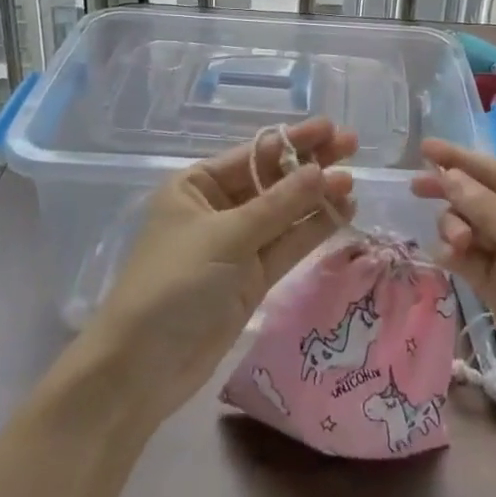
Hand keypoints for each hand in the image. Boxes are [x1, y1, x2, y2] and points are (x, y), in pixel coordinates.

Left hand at [84, 117, 356, 427]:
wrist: (142, 368)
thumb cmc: (174, 283)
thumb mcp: (227, 236)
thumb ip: (280, 205)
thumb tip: (322, 171)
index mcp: (197, 186)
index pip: (254, 154)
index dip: (294, 140)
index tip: (331, 128)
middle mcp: (218, 208)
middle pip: (273, 180)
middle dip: (311, 164)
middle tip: (352, 147)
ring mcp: (237, 244)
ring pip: (285, 213)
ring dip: (317, 197)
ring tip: (353, 183)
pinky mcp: (252, 278)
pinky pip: (288, 244)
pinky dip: (313, 229)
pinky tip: (343, 211)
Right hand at [413, 140, 495, 430]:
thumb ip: (486, 207)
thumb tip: (449, 174)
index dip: (461, 159)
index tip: (424, 148)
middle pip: (480, 198)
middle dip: (453, 194)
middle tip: (416, 189)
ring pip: (470, 227)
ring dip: (456, 228)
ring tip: (457, 245)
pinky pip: (469, 258)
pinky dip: (455, 254)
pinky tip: (447, 257)